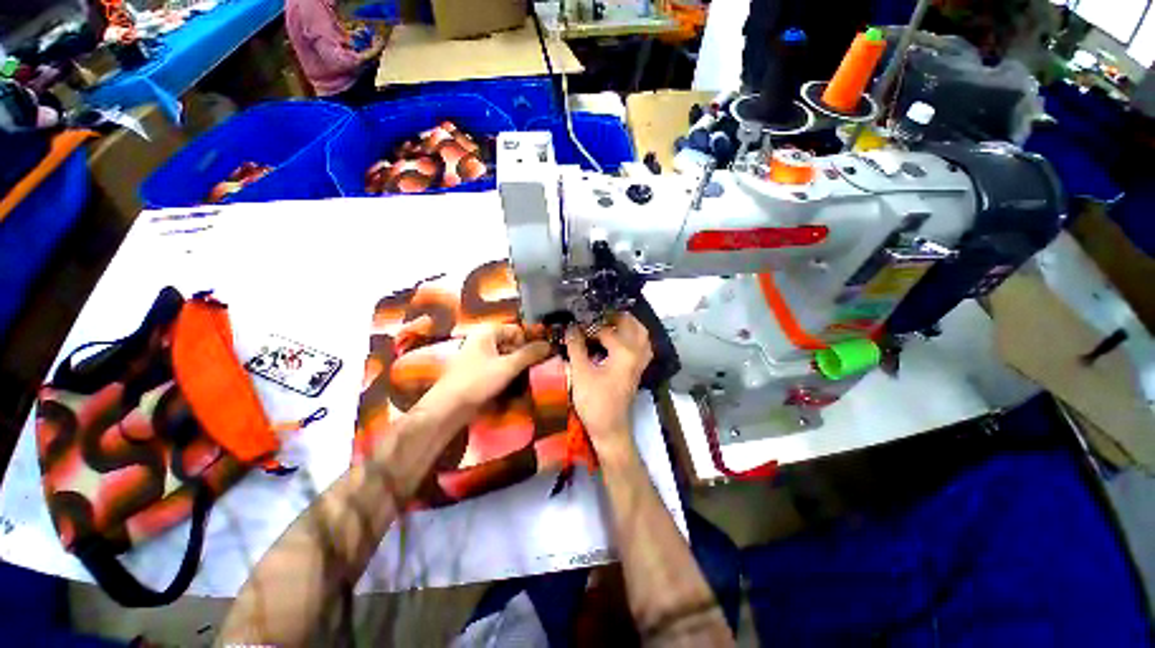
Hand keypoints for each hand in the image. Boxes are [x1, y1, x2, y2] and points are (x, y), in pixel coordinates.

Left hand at [420, 324, 551, 425]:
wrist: (449, 408)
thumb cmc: (477, 381)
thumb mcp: (508, 366)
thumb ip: (529, 354)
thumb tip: (549, 345)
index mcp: (487, 333)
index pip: (516, 330)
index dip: (528, 341)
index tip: (539, 355)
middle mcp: (483, 341)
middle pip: (511, 343)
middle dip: (524, 355)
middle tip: (536, 368)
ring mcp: (479, 357)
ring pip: (506, 357)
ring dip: (518, 367)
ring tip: (527, 378)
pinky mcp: (479, 372)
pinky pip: (499, 368)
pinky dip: (508, 374)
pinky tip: (515, 385)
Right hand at [565, 314, 652, 460]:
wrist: (610, 429)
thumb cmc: (595, 401)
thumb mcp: (581, 373)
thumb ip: (576, 347)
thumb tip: (571, 327)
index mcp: (625, 352)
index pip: (607, 330)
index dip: (589, 326)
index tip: (576, 323)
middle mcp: (637, 354)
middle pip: (634, 327)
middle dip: (618, 317)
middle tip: (599, 314)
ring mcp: (640, 363)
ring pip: (641, 337)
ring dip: (629, 326)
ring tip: (611, 322)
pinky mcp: (638, 371)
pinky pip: (641, 347)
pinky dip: (633, 338)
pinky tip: (619, 340)